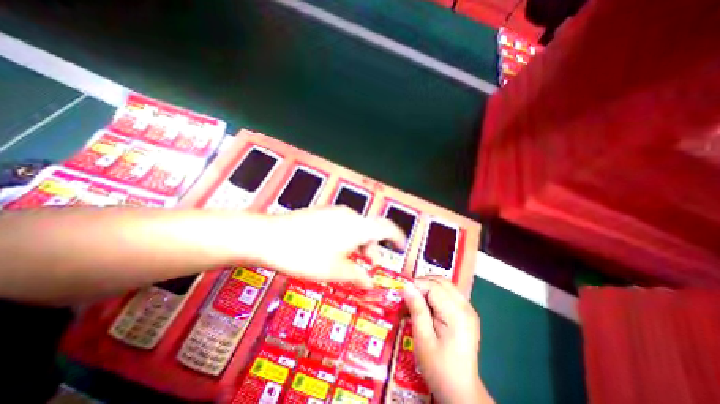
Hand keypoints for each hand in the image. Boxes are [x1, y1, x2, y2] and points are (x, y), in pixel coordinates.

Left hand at [257, 207, 403, 285]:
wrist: (267, 236)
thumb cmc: (304, 255)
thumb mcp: (334, 271)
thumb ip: (357, 275)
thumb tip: (370, 283)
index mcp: (357, 226)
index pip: (386, 227)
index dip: (396, 237)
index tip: (400, 246)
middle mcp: (348, 215)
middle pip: (370, 229)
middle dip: (373, 248)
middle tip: (369, 266)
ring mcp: (333, 211)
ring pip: (355, 227)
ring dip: (359, 244)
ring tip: (350, 261)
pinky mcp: (321, 213)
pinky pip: (342, 224)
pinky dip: (346, 237)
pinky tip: (333, 249)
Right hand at [399, 278, 494, 402]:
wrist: (461, 392)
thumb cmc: (439, 368)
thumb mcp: (423, 339)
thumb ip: (417, 310)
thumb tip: (406, 286)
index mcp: (457, 314)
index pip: (433, 286)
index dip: (416, 285)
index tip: (402, 293)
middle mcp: (466, 307)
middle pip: (441, 281)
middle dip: (422, 283)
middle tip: (407, 295)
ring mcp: (469, 309)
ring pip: (445, 284)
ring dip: (428, 286)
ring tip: (416, 298)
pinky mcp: (467, 313)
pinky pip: (449, 292)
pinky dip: (436, 292)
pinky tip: (428, 304)